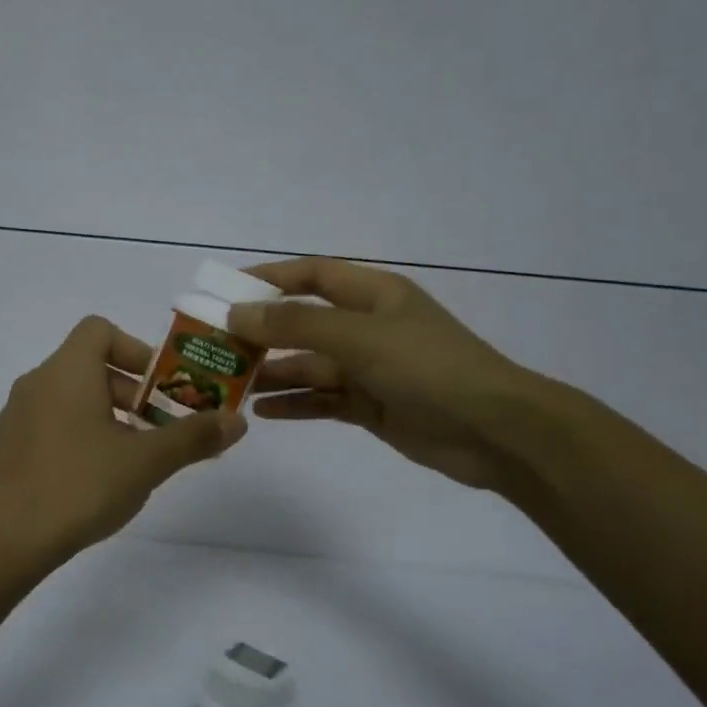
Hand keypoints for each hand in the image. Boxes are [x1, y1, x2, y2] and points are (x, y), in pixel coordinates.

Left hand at [0, 316, 246, 561]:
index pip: (100, 330)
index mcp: (66, 371)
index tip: (161, 387)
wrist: (6, 540)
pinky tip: (94, 478)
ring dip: (107, 417)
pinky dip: (78, 435)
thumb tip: (238, 421)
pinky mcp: (6, 448)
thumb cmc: (80, 486)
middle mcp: (36, 383)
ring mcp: (15, 416)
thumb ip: (193, 437)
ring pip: (70, 399)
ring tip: (133, 458)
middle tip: (160, 429)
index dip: (136, 350)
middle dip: (132, 393)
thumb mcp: (146, 461)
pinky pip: (49, 425)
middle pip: (89, 367)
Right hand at [229, 258, 542, 489]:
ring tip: (227, 384)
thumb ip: (296, 325)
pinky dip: (294, 404)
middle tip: (214, 346)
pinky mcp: (370, 406)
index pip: (310, 276)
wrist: (493, 431)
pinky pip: (321, 400)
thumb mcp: (359, 337)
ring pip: (308, 365)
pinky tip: (261, 413)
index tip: (222, 290)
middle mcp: (367, 327)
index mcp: (372, 295)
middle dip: (260, 333)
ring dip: (271, 372)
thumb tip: (237, 312)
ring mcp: (369, 369)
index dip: (266, 279)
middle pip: (302, 323)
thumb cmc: (428, 368)